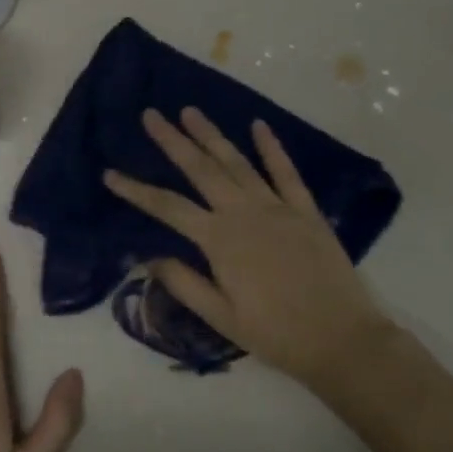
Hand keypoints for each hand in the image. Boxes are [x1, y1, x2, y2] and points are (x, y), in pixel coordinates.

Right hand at [103, 108, 395, 386]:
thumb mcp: (221, 318)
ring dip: (212, 135)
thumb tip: (148, 257)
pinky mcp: (305, 211)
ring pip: (237, 162)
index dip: (136, 190)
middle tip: (151, 114)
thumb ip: (184, 283)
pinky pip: (286, 172)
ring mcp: (277, 207)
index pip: (167, 207)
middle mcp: (244, 213)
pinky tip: (258, 125)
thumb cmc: (276, 334)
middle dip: (173, 140)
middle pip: (200, 169)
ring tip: (191, 111)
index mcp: (219, 240)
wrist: (342, 340)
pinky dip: (272, 147)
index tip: (110, 174)